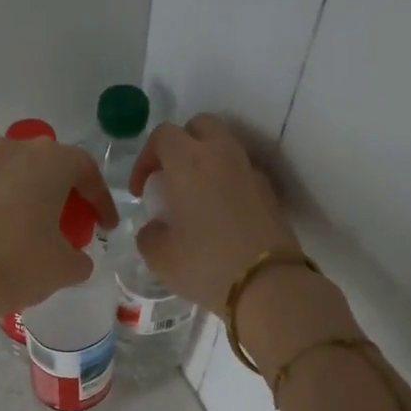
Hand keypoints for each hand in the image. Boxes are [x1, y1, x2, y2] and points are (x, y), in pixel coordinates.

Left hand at [0, 135, 116, 345]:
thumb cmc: (21, 263)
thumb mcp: (66, 267)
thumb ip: (81, 258)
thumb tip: (76, 259)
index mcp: (50, 160)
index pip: (87, 171)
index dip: (102, 201)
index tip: (107, 227)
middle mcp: (17, 152)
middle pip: (52, 167)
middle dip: (68, 193)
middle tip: (77, 224)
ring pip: (23, 177)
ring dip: (38, 199)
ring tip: (45, 232)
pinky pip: (0, 193)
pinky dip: (13, 209)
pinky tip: (15, 239)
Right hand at [126, 115, 302, 310]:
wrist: (267, 284)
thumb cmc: (205, 265)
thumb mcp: (160, 258)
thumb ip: (149, 235)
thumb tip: (155, 228)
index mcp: (189, 163)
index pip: (163, 136)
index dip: (146, 158)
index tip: (141, 190)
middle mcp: (222, 155)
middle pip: (199, 126)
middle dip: (180, 145)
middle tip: (169, 179)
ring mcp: (250, 171)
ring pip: (224, 146)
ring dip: (205, 162)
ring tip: (194, 197)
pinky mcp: (269, 191)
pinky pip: (241, 172)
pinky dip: (227, 182)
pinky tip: (220, 215)